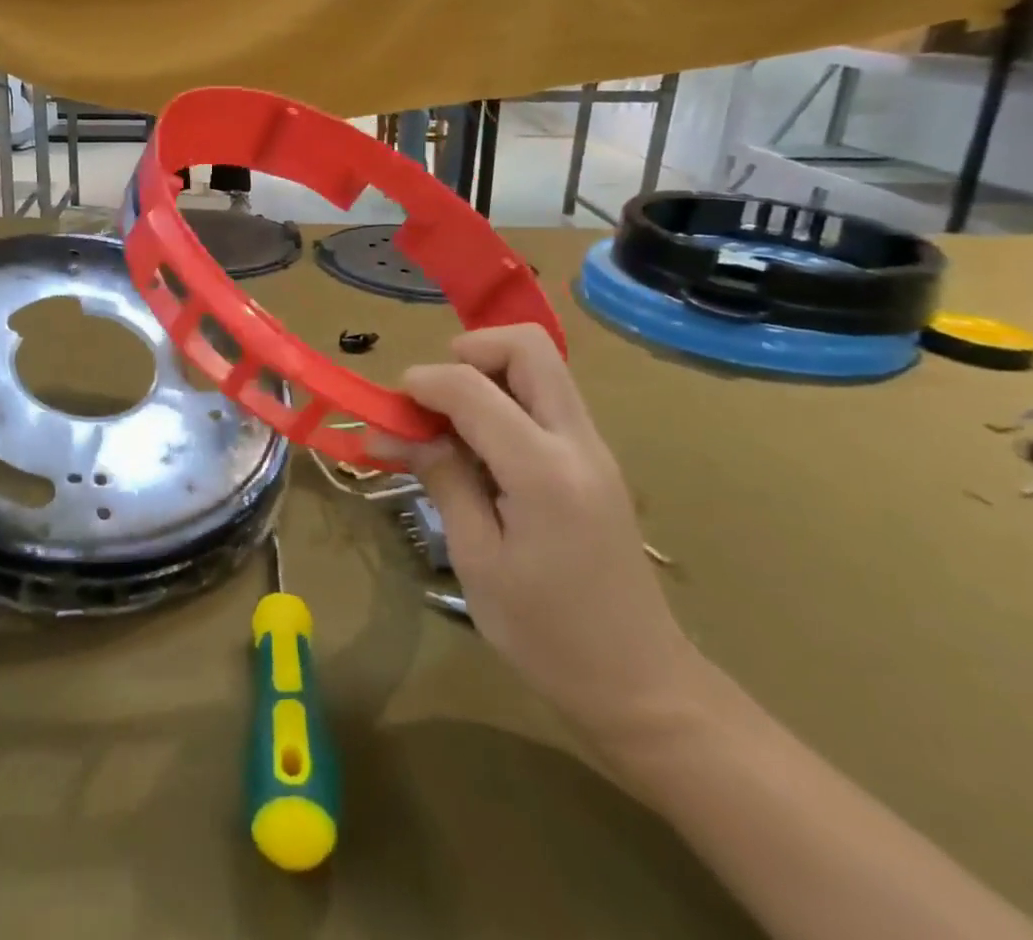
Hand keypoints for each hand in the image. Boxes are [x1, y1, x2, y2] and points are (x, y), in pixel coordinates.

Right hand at [373, 326, 705, 744]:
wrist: (642, 686)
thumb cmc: (547, 634)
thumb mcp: (476, 559)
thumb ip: (442, 479)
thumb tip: (394, 432)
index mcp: (543, 470)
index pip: (472, 387)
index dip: (422, 383)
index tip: (390, 410)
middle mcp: (577, 442)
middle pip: (527, 346)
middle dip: (469, 352)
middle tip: (432, 396)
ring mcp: (593, 448)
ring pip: (540, 366)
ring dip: (487, 373)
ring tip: (449, 424)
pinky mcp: (594, 461)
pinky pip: (546, 399)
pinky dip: (505, 399)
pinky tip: (479, 449)